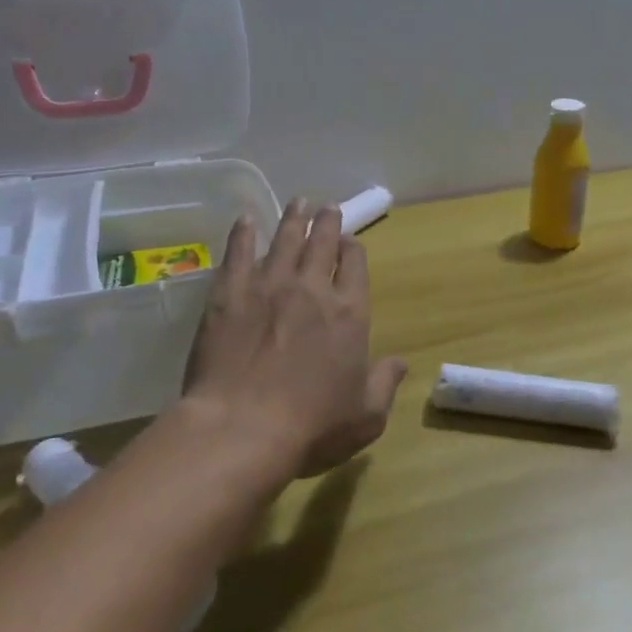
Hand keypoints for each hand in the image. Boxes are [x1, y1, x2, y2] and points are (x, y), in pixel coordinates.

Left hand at [184, 200, 406, 475]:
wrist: (241, 429)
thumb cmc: (311, 427)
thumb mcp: (366, 416)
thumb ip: (385, 383)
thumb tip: (401, 363)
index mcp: (349, 313)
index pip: (355, 265)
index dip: (353, 250)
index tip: (350, 242)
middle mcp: (311, 288)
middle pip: (322, 243)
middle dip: (327, 222)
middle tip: (327, 207)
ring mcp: (268, 286)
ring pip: (284, 239)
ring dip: (294, 218)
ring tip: (298, 202)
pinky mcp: (229, 293)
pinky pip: (238, 252)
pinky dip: (243, 233)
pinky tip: (245, 220)